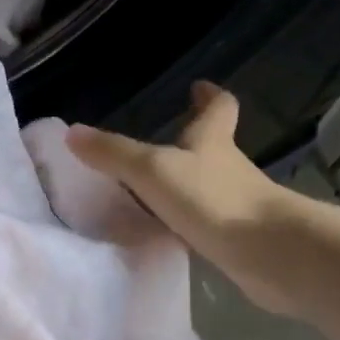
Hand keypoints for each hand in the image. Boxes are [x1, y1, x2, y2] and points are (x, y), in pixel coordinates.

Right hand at [67, 82, 293, 312]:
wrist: (268, 252)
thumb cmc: (212, 199)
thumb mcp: (153, 170)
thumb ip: (114, 154)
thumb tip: (72, 133)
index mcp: (213, 141)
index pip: (217, 108)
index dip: (209, 96)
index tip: (199, 87)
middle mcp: (228, 167)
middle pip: (215, 146)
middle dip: (196, 141)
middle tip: (168, 141)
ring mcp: (236, 204)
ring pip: (210, 185)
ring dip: (189, 184)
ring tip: (156, 190)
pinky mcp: (237, 238)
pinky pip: (207, 222)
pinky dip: (190, 221)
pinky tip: (170, 233)